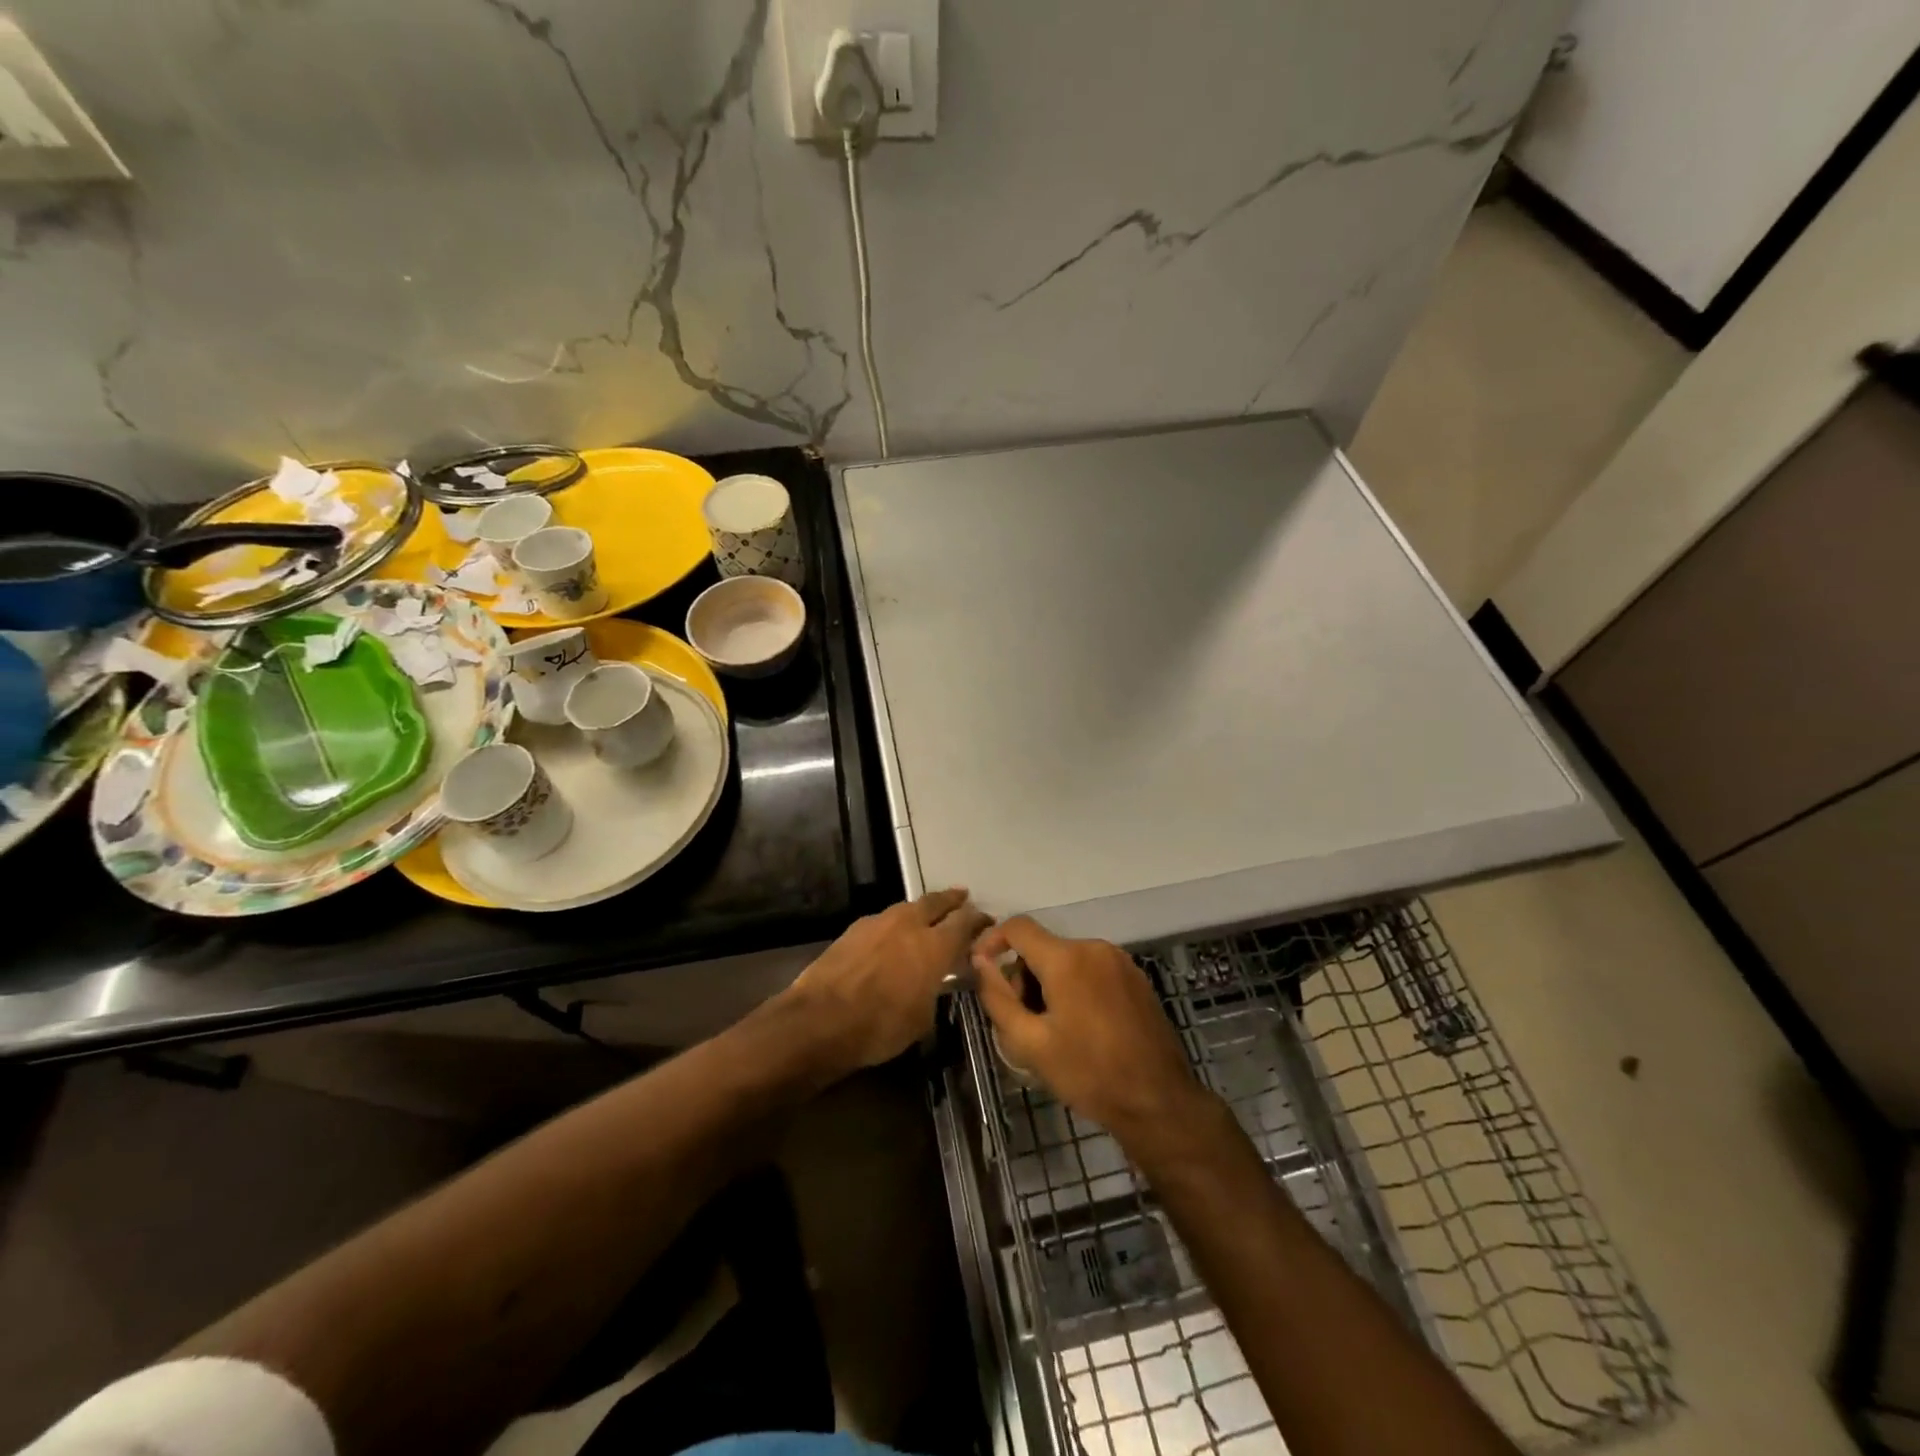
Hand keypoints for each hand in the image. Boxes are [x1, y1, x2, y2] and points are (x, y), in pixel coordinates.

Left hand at [781, 888, 991, 1073]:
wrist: (820, 1019)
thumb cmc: (880, 1026)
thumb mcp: (922, 1019)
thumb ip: (934, 991)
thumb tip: (934, 983)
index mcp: (934, 945)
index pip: (965, 922)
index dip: (978, 920)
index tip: (986, 921)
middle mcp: (909, 924)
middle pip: (936, 902)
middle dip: (951, 900)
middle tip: (962, 898)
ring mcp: (879, 922)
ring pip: (907, 908)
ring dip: (920, 911)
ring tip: (926, 917)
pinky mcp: (853, 929)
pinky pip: (883, 920)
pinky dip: (894, 925)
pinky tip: (891, 937)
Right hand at [972, 917, 1208, 1146]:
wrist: (1159, 1102)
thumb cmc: (1089, 1074)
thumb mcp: (1030, 1043)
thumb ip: (998, 997)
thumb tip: (980, 962)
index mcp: (1067, 959)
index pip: (1018, 927)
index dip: (992, 941)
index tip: (981, 970)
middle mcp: (1094, 947)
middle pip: (1043, 947)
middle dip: (1023, 977)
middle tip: (1022, 1021)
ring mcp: (1120, 961)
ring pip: (1067, 960)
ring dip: (1049, 985)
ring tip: (1052, 1031)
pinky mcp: (1136, 978)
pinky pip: (1092, 970)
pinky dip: (1075, 988)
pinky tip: (1081, 1028)